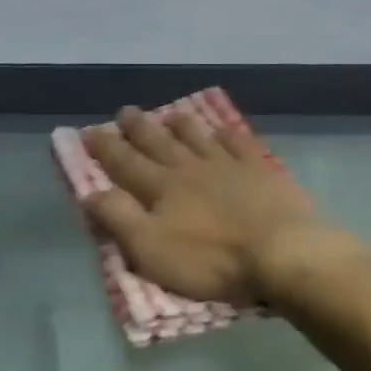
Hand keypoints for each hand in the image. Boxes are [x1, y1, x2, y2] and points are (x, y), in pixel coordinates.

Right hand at [82, 107, 350, 303]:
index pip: (126, 163)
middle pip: (160, 143)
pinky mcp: (262, 172)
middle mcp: (192, 168)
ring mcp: (229, 166)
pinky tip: (224, 130)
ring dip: (182, 125)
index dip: (106, 148)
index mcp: (162, 188)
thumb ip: (119, 219)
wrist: (280, 252)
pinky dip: (228, 135)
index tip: (90, 131)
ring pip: (199, 138)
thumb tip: (91, 193)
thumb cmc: (211, 260)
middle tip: (125, 111)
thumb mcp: (152, 249)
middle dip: (139, 128)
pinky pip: (240, 145)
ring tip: (170, 113)